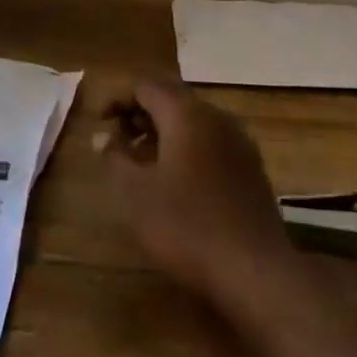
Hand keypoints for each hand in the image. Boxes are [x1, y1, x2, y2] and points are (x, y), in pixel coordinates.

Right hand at [100, 78, 292, 308]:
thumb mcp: (136, 194)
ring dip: (164, 131)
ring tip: (143, 162)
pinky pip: (211, 141)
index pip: (146, 86)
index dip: (119, 99)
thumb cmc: (187, 227)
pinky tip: (177, 181)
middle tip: (119, 141)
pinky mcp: (251, 167)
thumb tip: (103, 136)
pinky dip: (187, 147)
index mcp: (186, 114)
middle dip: (141, 114)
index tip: (101, 123)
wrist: (255, 271)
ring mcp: (239, 141)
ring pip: (193, 120)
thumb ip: (116, 157)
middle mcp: (215, 116)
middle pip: (172, 98)